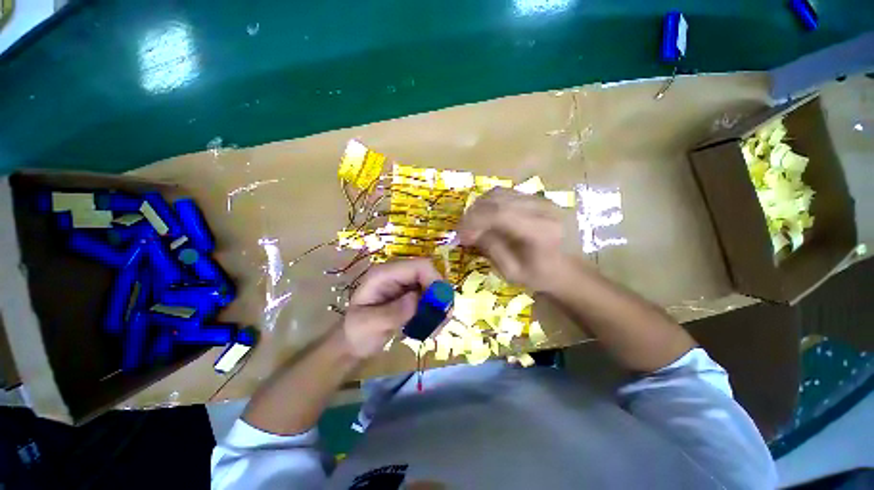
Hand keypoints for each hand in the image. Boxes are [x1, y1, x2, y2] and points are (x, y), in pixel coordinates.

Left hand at [341, 259, 442, 358]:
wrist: (354, 342)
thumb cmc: (356, 332)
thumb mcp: (370, 325)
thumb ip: (393, 312)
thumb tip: (417, 298)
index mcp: (385, 274)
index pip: (418, 266)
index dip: (434, 281)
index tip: (439, 307)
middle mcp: (398, 274)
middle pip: (430, 274)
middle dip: (440, 296)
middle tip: (442, 320)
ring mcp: (405, 284)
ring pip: (434, 286)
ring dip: (439, 306)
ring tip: (435, 329)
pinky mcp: (411, 294)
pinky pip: (431, 297)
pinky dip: (435, 311)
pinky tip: (431, 327)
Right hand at [458, 187, 570, 291]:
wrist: (568, 269)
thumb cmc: (540, 276)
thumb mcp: (511, 272)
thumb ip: (490, 248)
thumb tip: (469, 231)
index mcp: (541, 231)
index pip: (499, 214)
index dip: (473, 221)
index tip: (460, 235)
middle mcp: (543, 208)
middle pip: (497, 199)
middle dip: (473, 214)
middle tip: (462, 231)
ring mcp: (541, 199)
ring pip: (499, 193)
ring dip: (479, 207)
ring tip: (472, 224)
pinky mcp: (537, 197)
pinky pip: (506, 193)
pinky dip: (489, 203)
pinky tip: (485, 217)